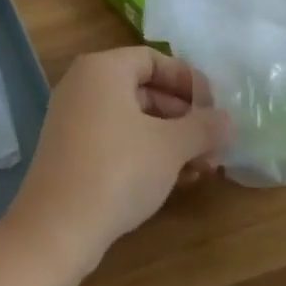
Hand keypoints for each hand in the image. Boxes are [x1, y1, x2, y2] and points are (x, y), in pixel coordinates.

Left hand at [3, 47, 229, 274]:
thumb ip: (203, 127)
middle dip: (183, 117)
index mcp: (103, 68)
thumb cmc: (118, 170)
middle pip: (143, 89)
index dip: (188, 81)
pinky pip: (115, 138)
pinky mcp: (70, 149)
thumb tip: (228, 119)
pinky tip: (175, 180)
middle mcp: (83, 84)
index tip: (215, 108)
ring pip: (132, 118)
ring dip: (170, 140)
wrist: (57, 225)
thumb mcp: (170, 147)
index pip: (153, 59)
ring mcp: (73, 117)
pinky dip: (145, 152)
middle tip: (215, 145)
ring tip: (203, 169)